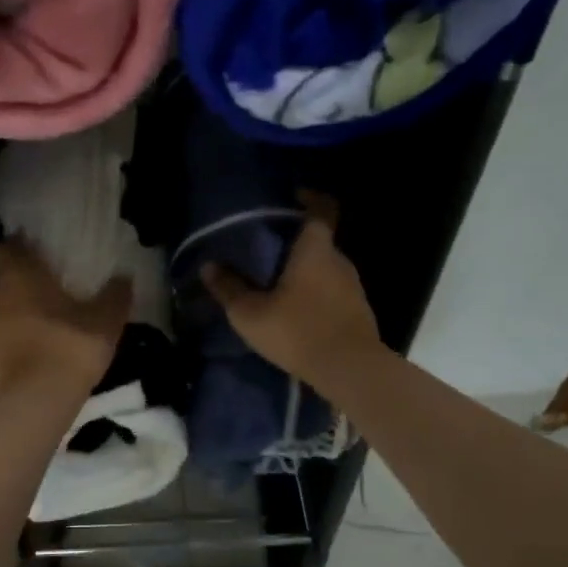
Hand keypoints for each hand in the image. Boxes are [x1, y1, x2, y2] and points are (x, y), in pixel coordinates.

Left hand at [0, 237, 129, 398]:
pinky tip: (21, 362)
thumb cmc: (70, 347)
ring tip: (34, 332)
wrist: (36, 401)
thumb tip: (124, 277)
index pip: (10, 248)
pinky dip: (2, 350)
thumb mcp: (105, 320)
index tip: (35, 252)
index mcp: (20, 277)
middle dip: (19, 287)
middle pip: (1, 282)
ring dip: (9, 318)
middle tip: (44, 298)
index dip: (20, 248)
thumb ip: (115, 295)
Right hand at [202, 195, 380, 388]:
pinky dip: (316, 293)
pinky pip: (333, 291)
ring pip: (326, 267)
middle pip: (319, 240)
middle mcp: (339, 260)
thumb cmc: (298, 331)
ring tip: (278, 282)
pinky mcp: (358, 311)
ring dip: (305, 270)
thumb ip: (229, 289)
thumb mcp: (250, 313)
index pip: (321, 209)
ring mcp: (353, 287)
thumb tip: (209, 267)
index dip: (310, 198)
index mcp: (315, 249)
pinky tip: (297, 310)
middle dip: (296, 241)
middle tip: (268, 248)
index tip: (293, 196)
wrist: (350, 371)